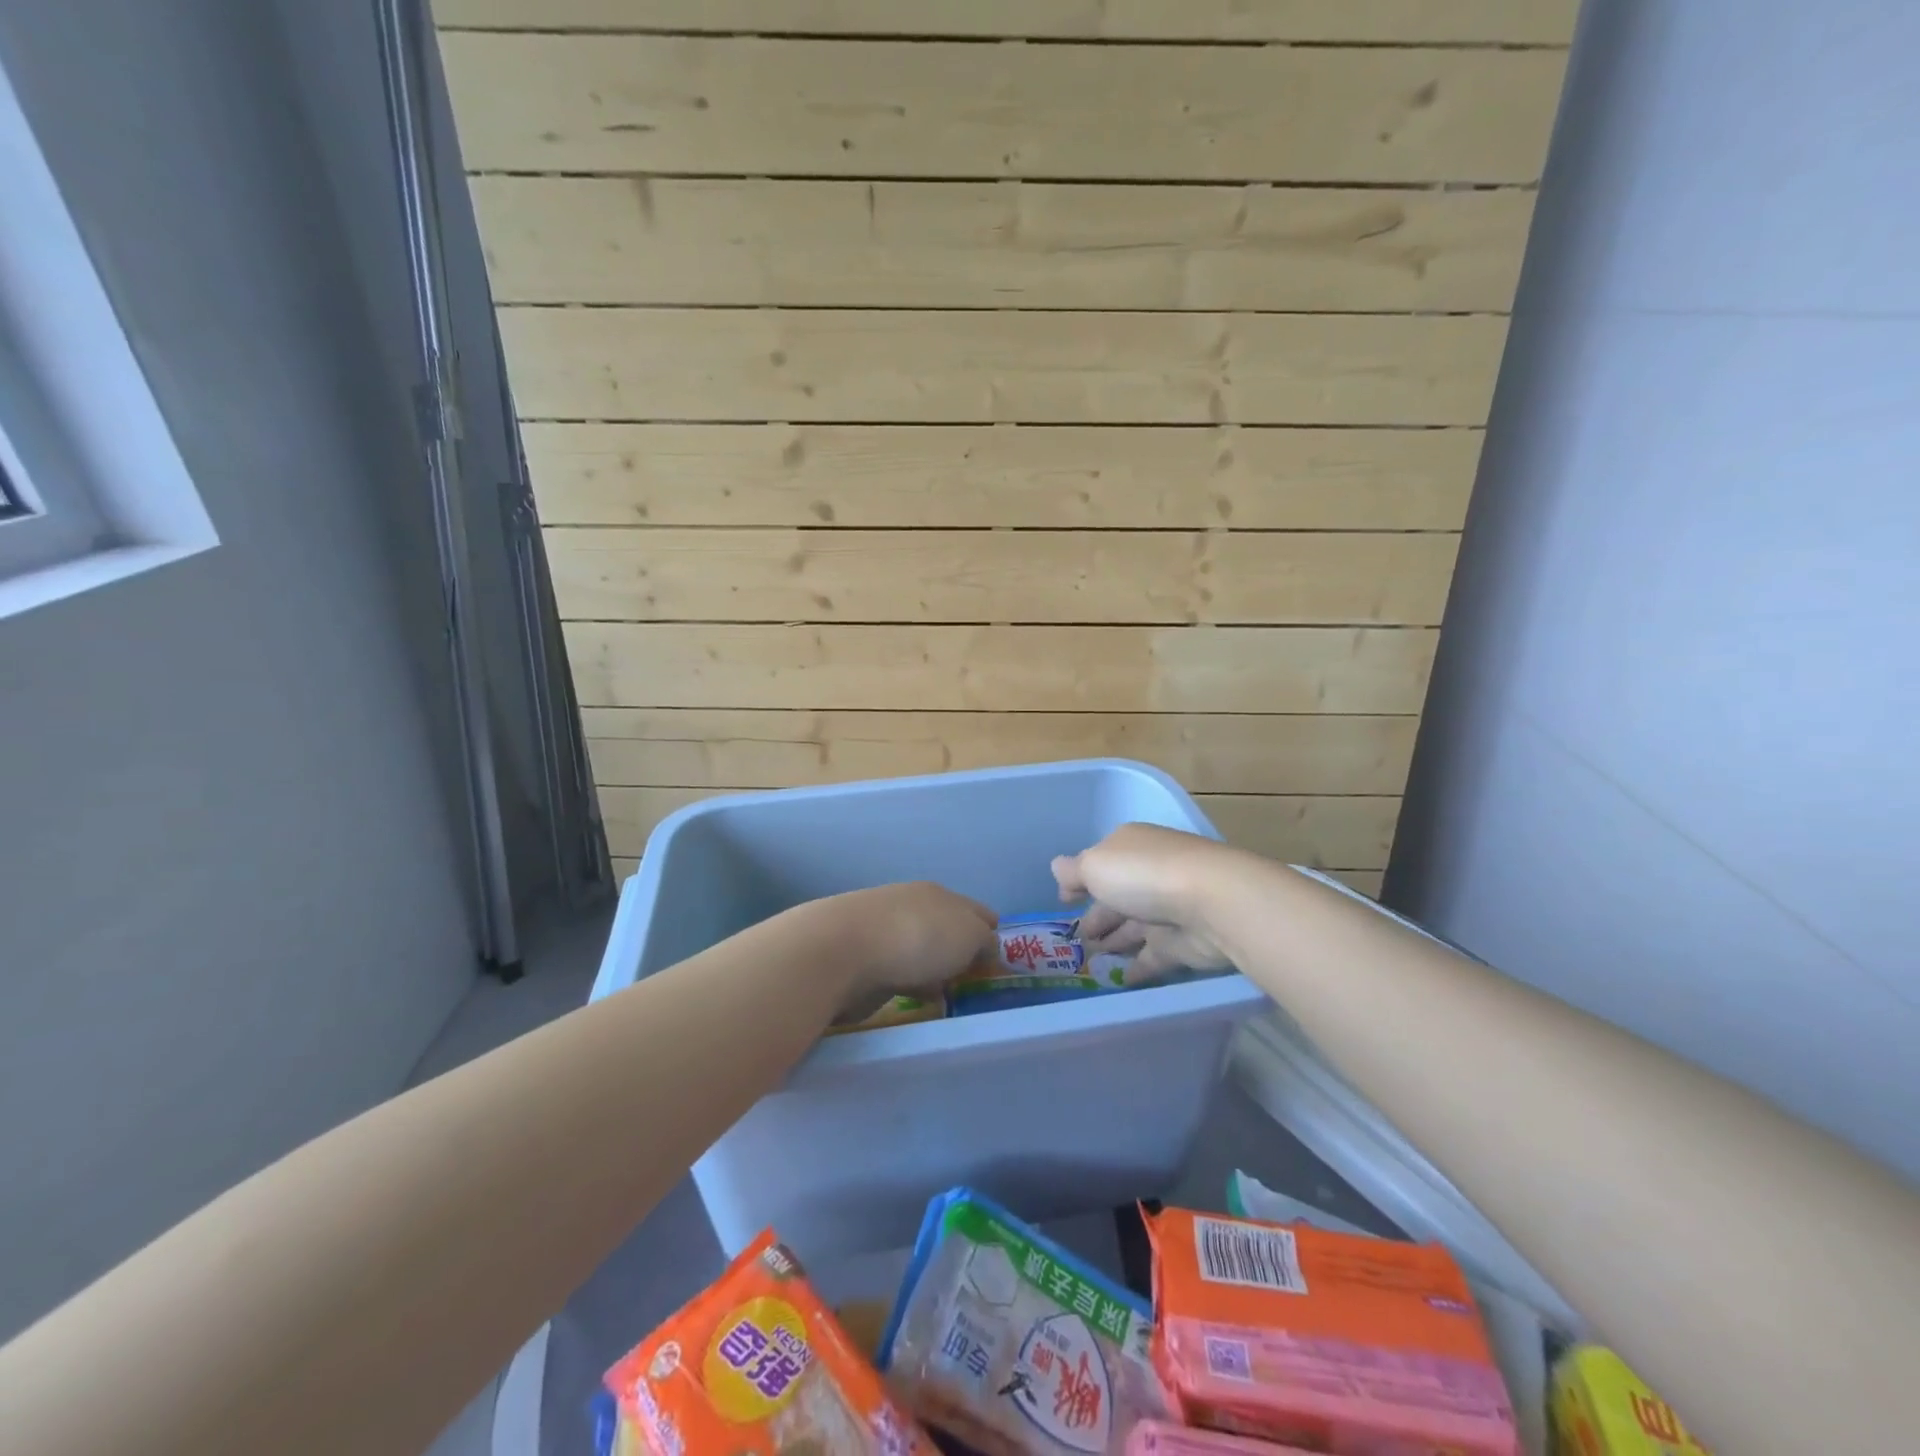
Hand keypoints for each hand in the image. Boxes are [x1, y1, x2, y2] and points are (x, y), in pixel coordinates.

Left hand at [813, 881, 998, 1017]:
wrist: (841, 952)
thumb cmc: (917, 938)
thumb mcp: (970, 935)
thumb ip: (986, 942)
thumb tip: (987, 948)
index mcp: (941, 894)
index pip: (978, 912)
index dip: (994, 936)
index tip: (1003, 966)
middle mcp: (913, 907)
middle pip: (949, 932)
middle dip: (963, 956)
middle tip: (979, 989)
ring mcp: (885, 933)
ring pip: (923, 955)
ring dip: (935, 973)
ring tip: (951, 1001)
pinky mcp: (863, 961)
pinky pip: (899, 975)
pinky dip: (910, 987)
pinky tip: (916, 1003)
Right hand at [1052, 823, 1239, 982]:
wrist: (1212, 904)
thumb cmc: (1144, 875)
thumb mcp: (1095, 866)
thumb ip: (1073, 871)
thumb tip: (1057, 868)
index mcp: (1129, 848)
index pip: (1099, 862)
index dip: (1080, 880)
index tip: (1064, 901)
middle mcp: (1149, 874)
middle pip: (1116, 896)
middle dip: (1096, 915)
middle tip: (1075, 938)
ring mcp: (1167, 909)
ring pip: (1133, 926)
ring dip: (1113, 940)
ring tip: (1090, 958)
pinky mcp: (1181, 943)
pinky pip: (1153, 956)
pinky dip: (1136, 966)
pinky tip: (1118, 979)